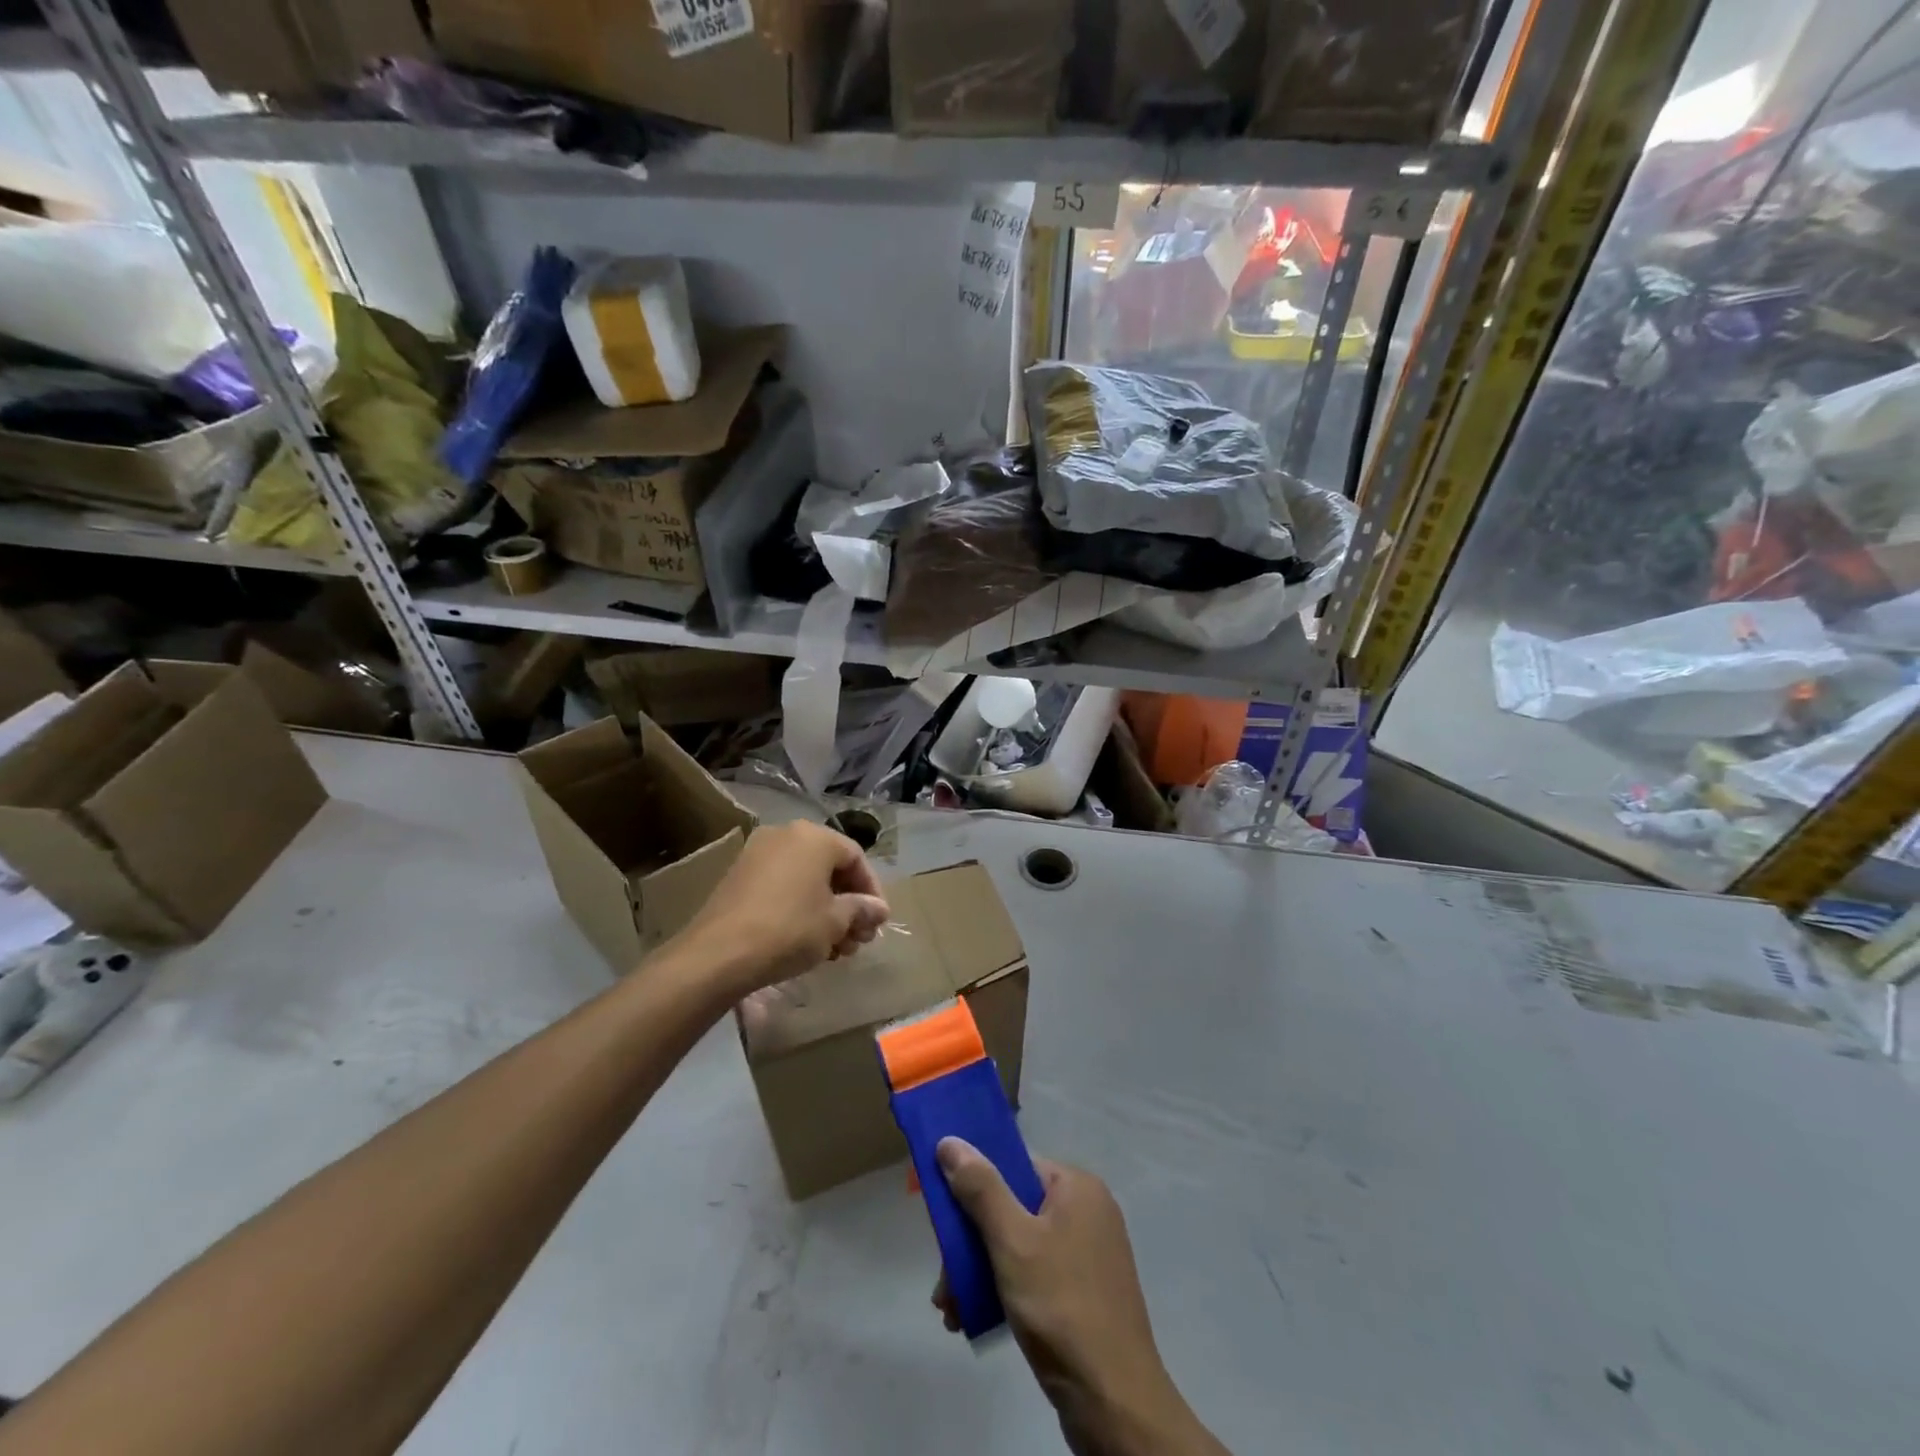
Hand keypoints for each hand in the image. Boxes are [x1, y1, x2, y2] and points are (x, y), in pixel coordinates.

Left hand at [673, 821, 889, 997]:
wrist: (719, 954)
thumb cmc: (789, 929)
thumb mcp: (835, 922)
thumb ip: (861, 909)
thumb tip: (878, 909)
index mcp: (814, 837)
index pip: (856, 858)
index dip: (872, 891)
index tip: (877, 922)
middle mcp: (786, 835)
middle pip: (830, 868)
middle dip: (849, 904)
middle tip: (858, 939)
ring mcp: (758, 853)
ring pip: (805, 879)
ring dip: (826, 910)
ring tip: (836, 948)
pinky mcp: (739, 876)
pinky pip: (782, 885)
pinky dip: (800, 907)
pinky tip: (807, 940)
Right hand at [933, 1142, 1225, 1455]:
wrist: (1114, 1400)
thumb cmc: (1060, 1305)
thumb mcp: (1011, 1241)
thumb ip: (980, 1188)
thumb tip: (950, 1140)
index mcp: (1076, 1186)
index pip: (1014, 1167)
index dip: (974, 1188)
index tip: (944, 1222)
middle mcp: (1087, 1210)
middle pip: (1013, 1208)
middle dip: (972, 1244)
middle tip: (944, 1285)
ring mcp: (1090, 1252)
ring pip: (1020, 1245)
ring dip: (981, 1271)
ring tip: (953, 1309)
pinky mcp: (1087, 1291)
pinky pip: (1036, 1273)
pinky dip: (1006, 1289)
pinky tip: (976, 1318)